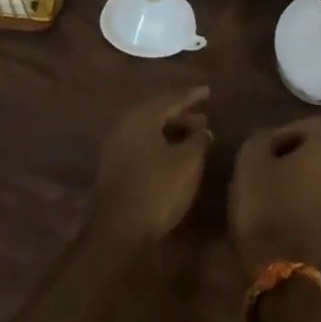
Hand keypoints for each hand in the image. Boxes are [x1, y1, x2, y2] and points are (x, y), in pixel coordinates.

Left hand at [92, 86, 213, 245]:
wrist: (119, 230)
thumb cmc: (158, 188)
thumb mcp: (188, 162)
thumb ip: (199, 140)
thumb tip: (204, 130)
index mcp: (141, 117)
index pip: (170, 98)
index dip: (191, 95)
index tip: (208, 91)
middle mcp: (124, 125)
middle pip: (156, 112)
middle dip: (181, 114)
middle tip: (203, 118)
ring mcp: (115, 146)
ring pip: (147, 129)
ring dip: (170, 130)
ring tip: (192, 137)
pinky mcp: (112, 166)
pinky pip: (140, 144)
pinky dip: (159, 143)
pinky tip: (172, 154)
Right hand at [228, 116, 320, 276]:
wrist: (280, 267)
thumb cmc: (265, 204)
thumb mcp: (250, 160)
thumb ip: (262, 138)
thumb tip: (270, 139)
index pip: (315, 124)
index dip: (289, 129)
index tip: (267, 146)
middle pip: (319, 150)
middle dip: (292, 153)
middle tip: (264, 166)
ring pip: (319, 176)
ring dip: (297, 177)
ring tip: (267, 190)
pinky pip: (318, 200)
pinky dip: (301, 200)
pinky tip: (277, 212)